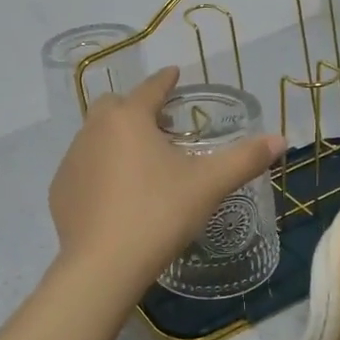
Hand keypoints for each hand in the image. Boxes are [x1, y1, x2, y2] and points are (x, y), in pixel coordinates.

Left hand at [49, 66, 285, 297]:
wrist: (104, 264)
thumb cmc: (159, 214)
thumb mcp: (208, 185)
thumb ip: (244, 159)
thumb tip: (280, 139)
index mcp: (128, 118)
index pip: (150, 88)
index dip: (165, 81)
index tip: (174, 74)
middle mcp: (93, 130)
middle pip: (115, 107)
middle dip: (135, 108)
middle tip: (159, 127)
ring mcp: (71, 160)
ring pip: (94, 136)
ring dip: (115, 140)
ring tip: (139, 163)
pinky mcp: (59, 190)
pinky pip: (82, 168)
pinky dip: (98, 170)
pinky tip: (114, 194)